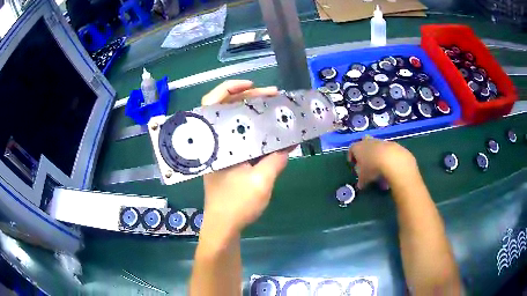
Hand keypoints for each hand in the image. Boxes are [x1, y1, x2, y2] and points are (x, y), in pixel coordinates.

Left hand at [201, 80, 289, 232]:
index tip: (253, 86)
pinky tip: (269, 131)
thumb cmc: (236, 205)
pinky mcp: (226, 160)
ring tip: (274, 108)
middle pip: (226, 109)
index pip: (212, 104)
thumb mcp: (261, 181)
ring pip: (234, 122)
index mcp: (214, 142)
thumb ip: (276, 159)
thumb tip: (290, 143)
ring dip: (252, 113)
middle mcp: (214, 142)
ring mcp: (220, 151)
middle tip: (274, 96)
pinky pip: (239, 136)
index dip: (230, 88)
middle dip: (249, 98)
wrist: (223, 227)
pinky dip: (253, 130)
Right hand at [348, 137, 416, 188]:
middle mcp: (367, 142)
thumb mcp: (363, 178)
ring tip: (379, 171)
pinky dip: (386, 159)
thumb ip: (361, 181)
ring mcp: (379, 141)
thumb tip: (361, 185)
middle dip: (365, 155)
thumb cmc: (372, 168)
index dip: (351, 157)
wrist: (391, 159)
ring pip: (376, 149)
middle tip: (366, 165)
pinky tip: (388, 169)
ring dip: (376, 158)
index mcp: (357, 148)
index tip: (353, 164)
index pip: (351, 150)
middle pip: (364, 147)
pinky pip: (386, 151)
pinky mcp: (391, 144)